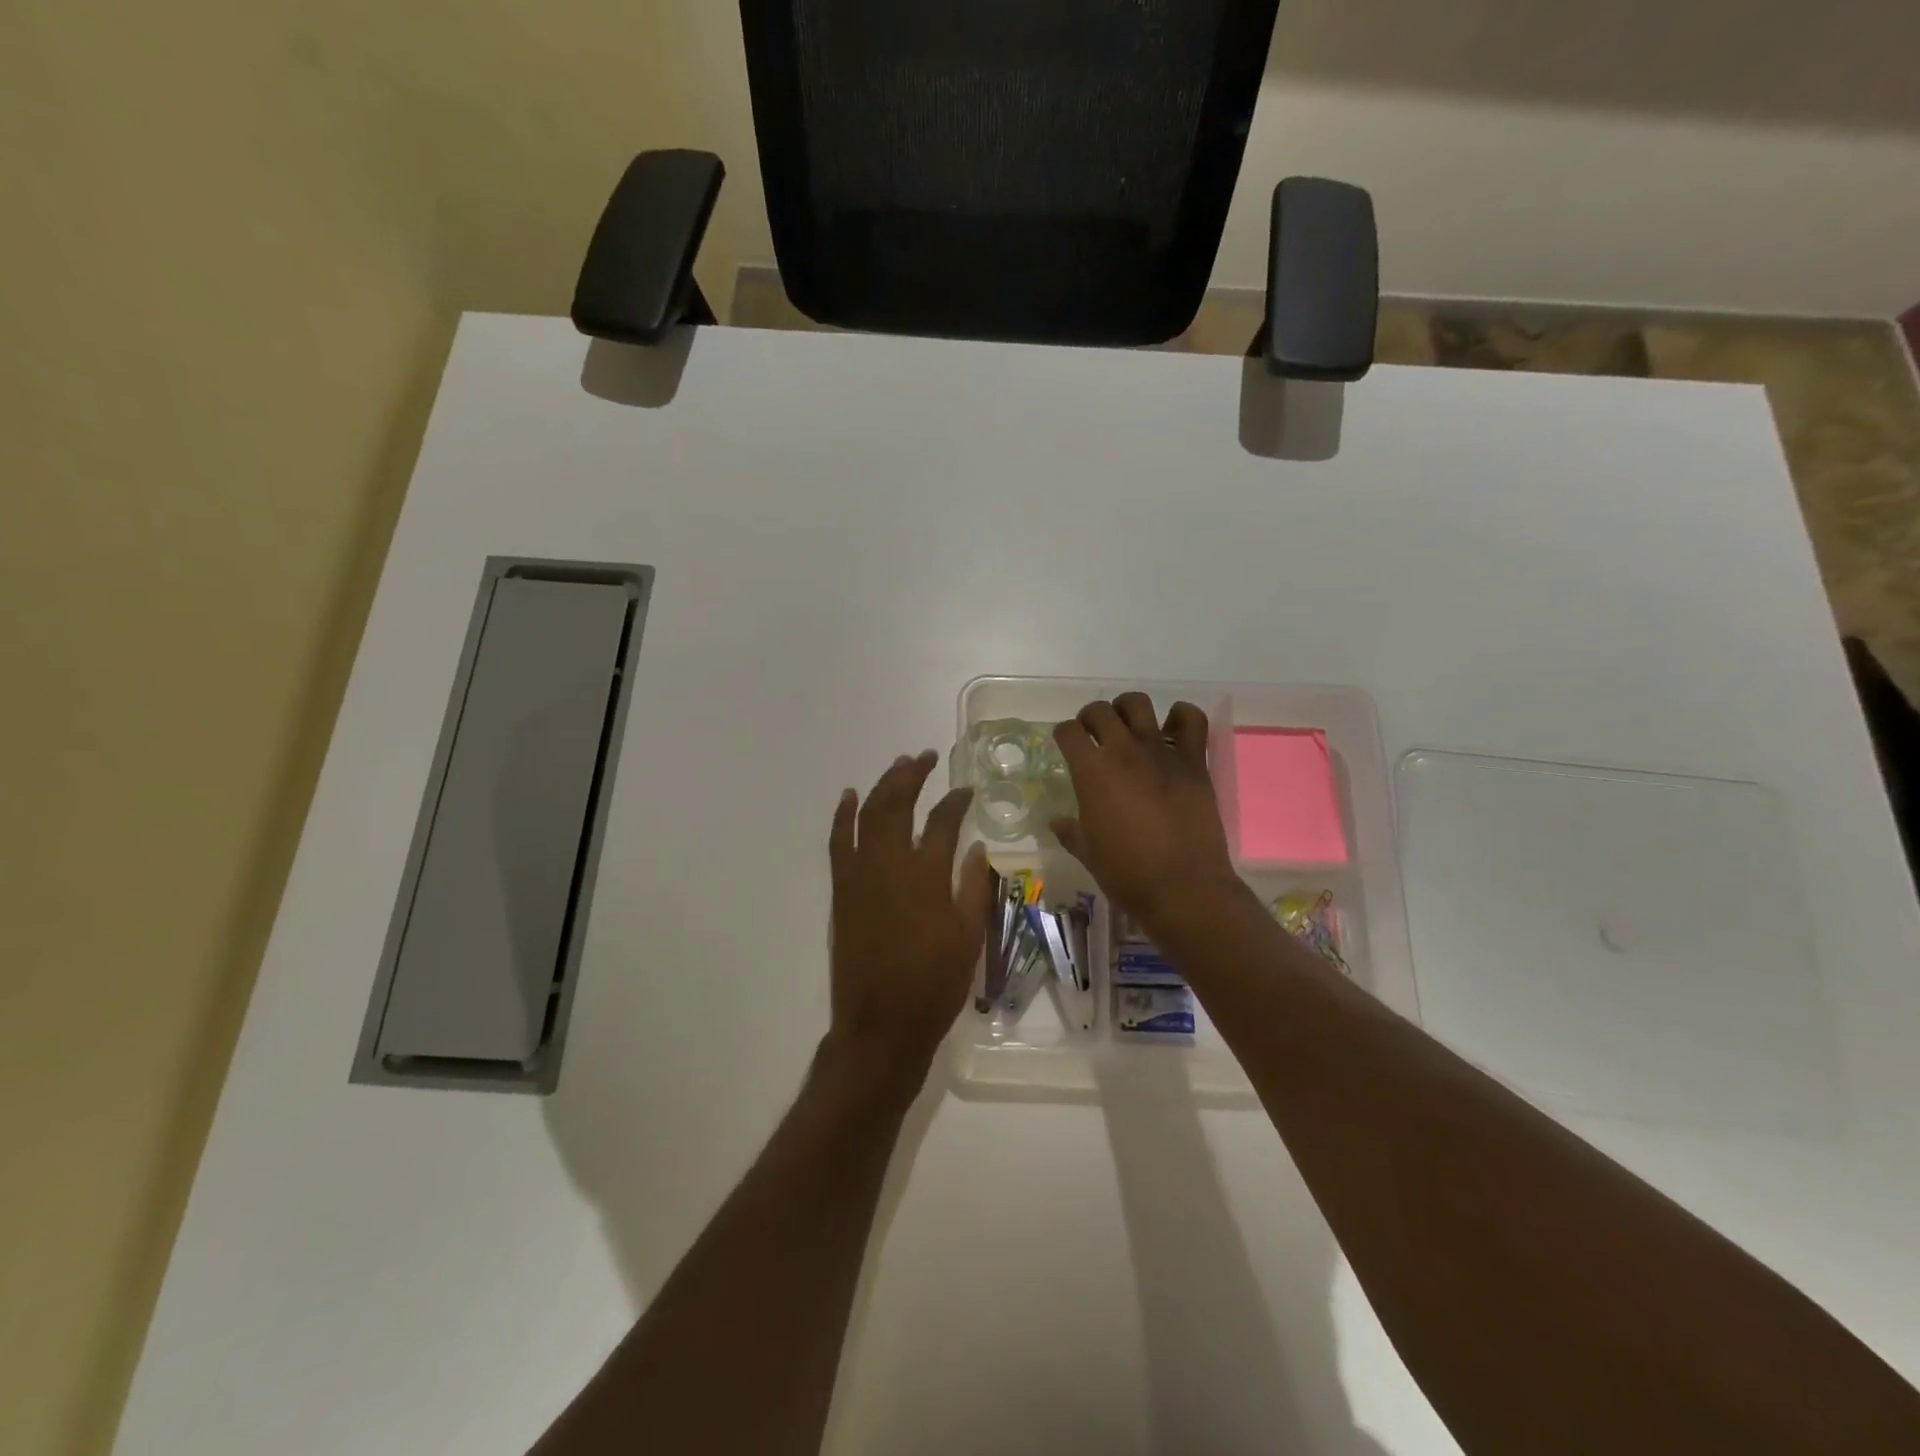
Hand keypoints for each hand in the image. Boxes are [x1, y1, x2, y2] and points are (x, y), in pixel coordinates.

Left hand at [824, 751, 991, 1094]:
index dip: (956, 800)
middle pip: (897, 804)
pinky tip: (850, 796)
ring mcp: (860, 875)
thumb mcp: (969, 937)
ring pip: (868, 815)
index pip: (943, 821)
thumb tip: (976, 847)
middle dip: (912, 775)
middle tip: (925, 757)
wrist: (881, 1025)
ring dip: (882, 785)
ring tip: (898, 766)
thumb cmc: (934, 984)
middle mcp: (891, 865)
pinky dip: (843, 816)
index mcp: (927, 876)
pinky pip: (838, 842)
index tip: (965, 789)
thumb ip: (974, 887)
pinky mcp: (842, 890)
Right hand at [1051, 695, 1243, 933]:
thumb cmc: (1126, 873)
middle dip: (1091, 718)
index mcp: (1091, 772)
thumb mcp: (1087, 853)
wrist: (1182, 887)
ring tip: (1128, 726)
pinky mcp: (1194, 761)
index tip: (1066, 744)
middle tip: (1093, 735)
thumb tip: (1057, 822)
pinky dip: (1181, 716)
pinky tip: (1172, 728)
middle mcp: (1123, 752)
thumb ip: (1070, 831)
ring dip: (1127, 710)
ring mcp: (1161, 752)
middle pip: (1100, 711)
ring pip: (1139, 705)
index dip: (1063, 735)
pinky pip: (1191, 720)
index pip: (1068, 732)